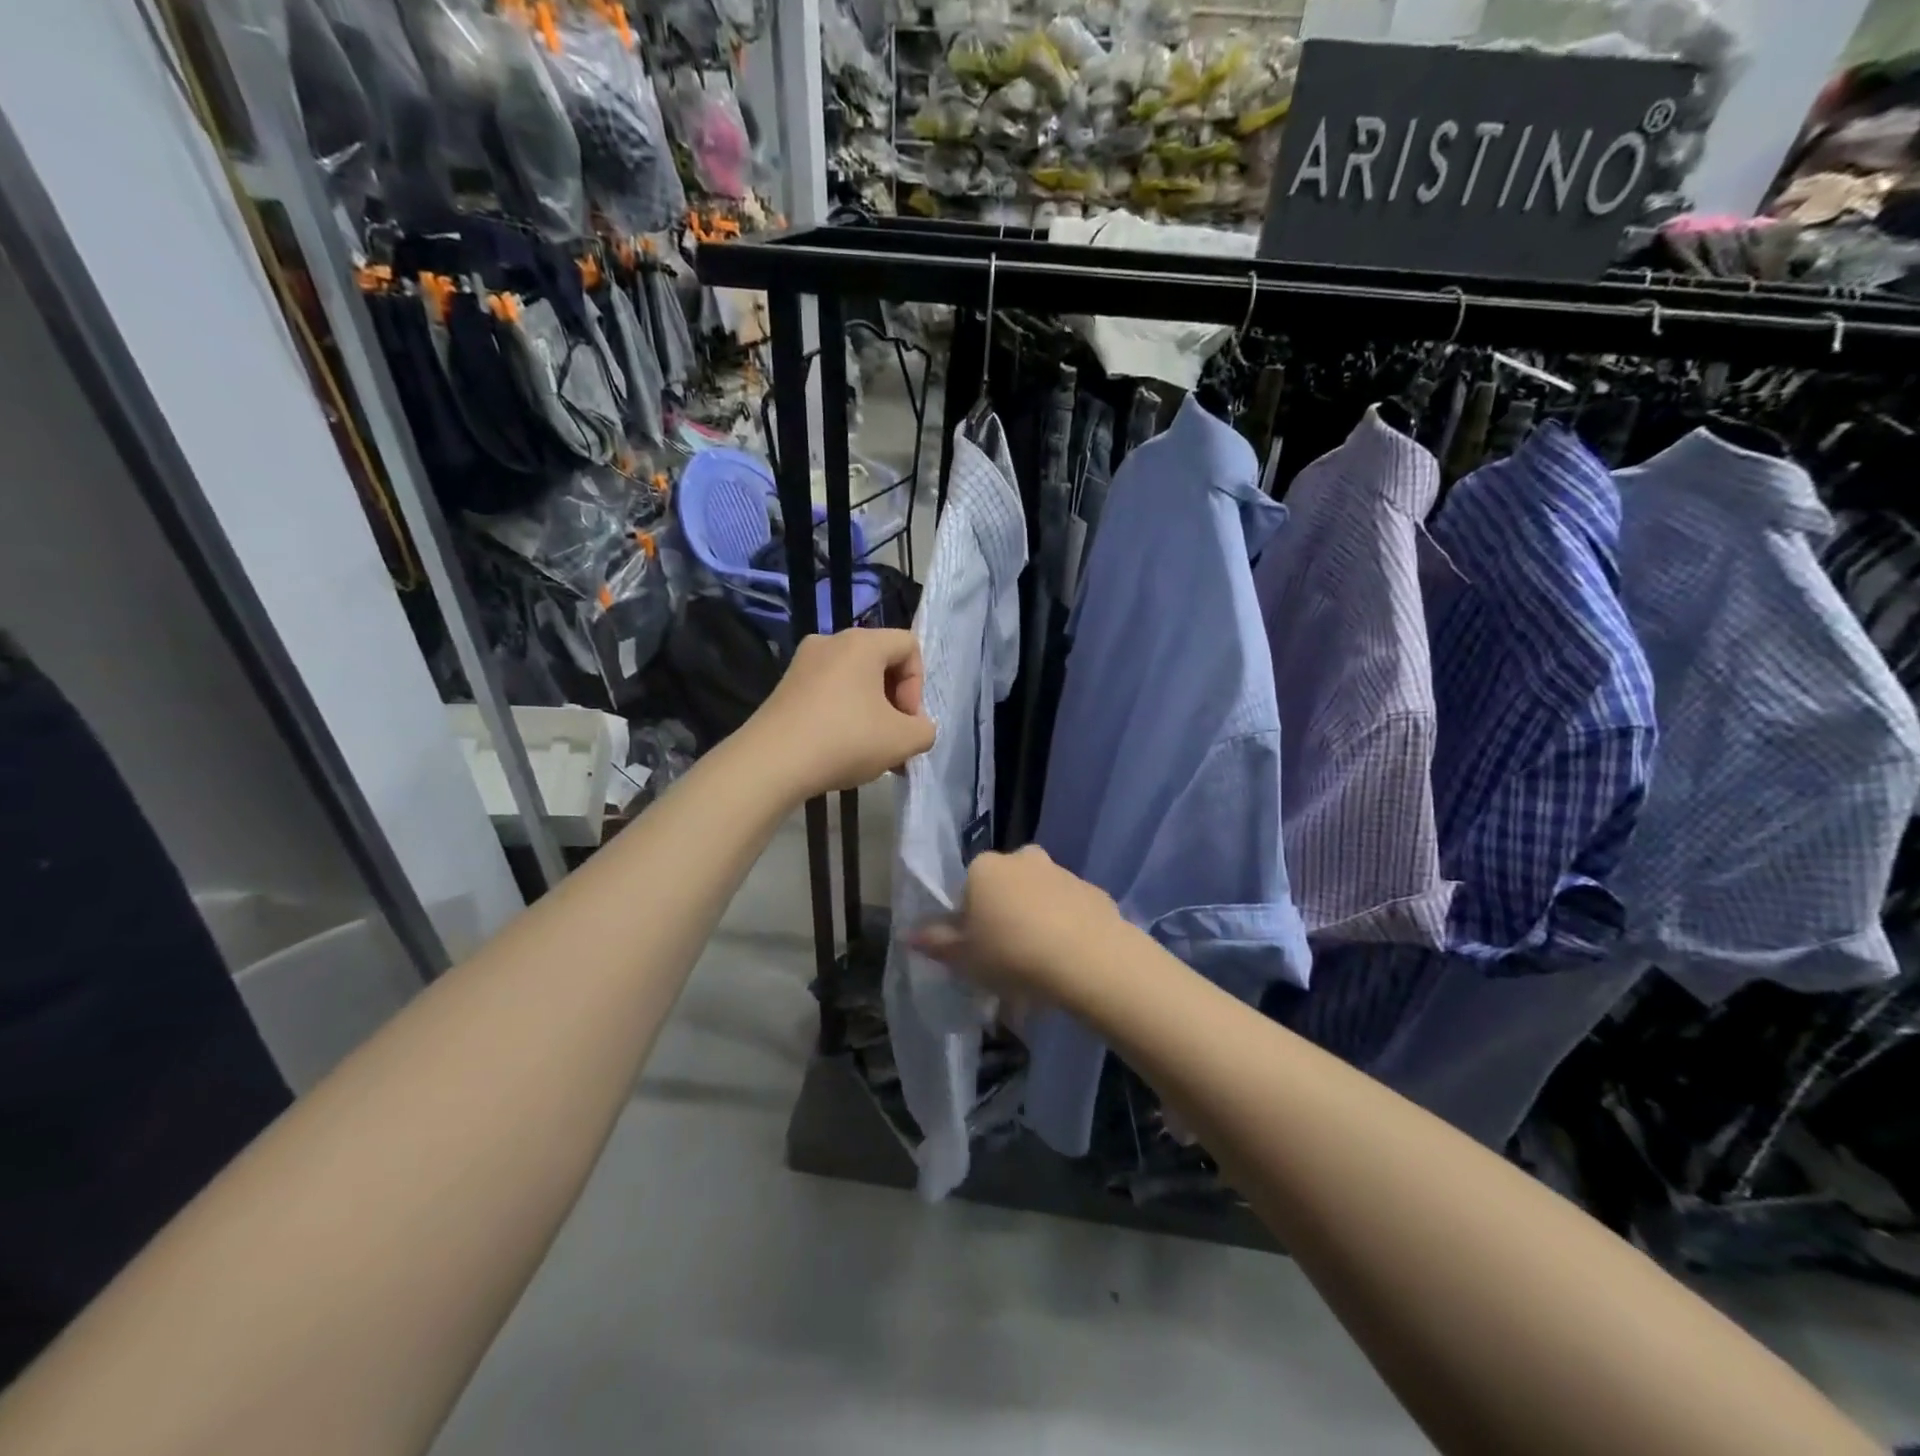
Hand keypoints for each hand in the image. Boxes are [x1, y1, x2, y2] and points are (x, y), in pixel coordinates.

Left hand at [747, 628, 934, 799]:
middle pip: (880, 663)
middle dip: (894, 702)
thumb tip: (916, 728)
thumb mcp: (902, 741)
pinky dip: (843, 716)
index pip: (909, 645)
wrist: (770, 763)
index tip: (906, 720)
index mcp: (862, 642)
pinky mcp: (784, 688)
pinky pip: (828, 693)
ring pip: (853, 681)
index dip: (918, 684)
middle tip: (893, 739)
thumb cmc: (845, 740)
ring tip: (870, 751)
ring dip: (871, 713)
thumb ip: (924, 730)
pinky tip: (840, 750)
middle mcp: (830, 642)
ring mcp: (802, 664)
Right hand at [909, 846, 1121, 1013]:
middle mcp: (1022, 859)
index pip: (967, 890)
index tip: (977, 952)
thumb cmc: (1012, 954)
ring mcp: (1061, 872)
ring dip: (1035, 922)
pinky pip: (1070, 910)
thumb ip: (936, 943)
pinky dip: (1066, 928)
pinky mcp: (1093, 891)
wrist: (1088, 958)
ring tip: (1040, 968)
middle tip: (1007, 960)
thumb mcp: (964, 958)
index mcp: (985, 868)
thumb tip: (908, 934)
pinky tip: (1068, 962)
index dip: (969, 922)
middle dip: (1004, 917)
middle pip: (1004, 889)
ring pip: (1038, 897)